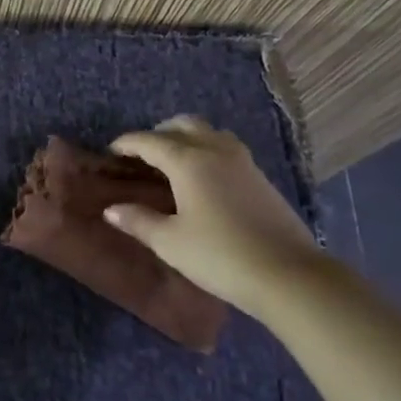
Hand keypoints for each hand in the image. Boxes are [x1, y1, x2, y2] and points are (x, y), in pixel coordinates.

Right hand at [103, 115, 321, 313]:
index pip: (150, 141)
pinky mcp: (261, 178)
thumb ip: (139, 221)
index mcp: (188, 161)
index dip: (127, 144)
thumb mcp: (170, 242)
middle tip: (143, 154)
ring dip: (187, 138)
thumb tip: (112, 209)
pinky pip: (226, 149)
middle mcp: (215, 150)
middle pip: (183, 125)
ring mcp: (243, 162)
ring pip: (209, 133)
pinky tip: (204, 179)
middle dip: (159, 133)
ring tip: (174, 162)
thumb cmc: (220, 256)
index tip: (111, 152)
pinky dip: (207, 151)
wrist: (289, 275)